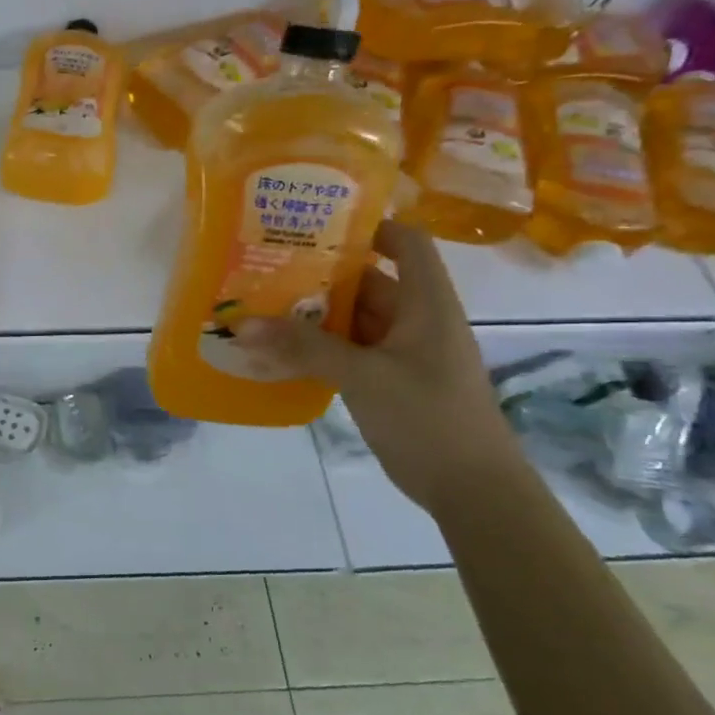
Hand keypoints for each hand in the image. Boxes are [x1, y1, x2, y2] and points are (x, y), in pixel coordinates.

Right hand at [233, 220, 522, 511]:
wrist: (471, 489)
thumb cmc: (428, 418)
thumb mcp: (363, 376)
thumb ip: (303, 348)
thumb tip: (242, 324)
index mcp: (426, 303)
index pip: (406, 242)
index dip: (369, 226)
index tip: (316, 225)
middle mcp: (415, 320)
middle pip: (367, 281)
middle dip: (319, 275)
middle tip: (266, 268)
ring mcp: (402, 353)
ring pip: (353, 321)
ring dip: (312, 317)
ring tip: (260, 307)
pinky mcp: (389, 382)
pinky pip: (347, 353)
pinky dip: (317, 350)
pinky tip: (278, 353)